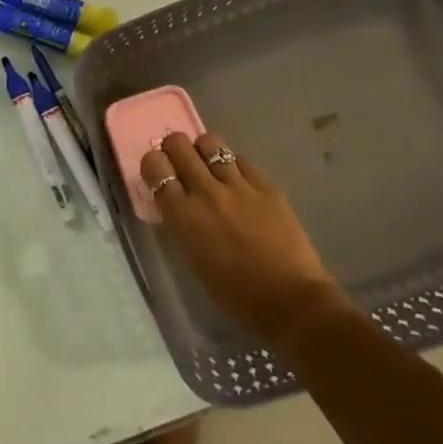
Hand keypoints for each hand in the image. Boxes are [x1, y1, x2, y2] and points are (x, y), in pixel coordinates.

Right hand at [140, 133, 349, 342]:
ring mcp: (238, 185)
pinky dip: (234, 165)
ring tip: (210, 166)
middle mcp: (205, 191)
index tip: (159, 172)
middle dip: (175, 149)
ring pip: (210, 143)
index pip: (155, 166)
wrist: (289, 300)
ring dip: (204, 151)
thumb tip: (178, 202)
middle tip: (181, 163)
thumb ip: (181, 222)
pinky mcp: (266, 185)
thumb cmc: (234, 294)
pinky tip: (239, 181)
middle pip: (179, 144)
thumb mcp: (192, 257)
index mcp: (182, 215)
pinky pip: (242, 160)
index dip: (154, 164)